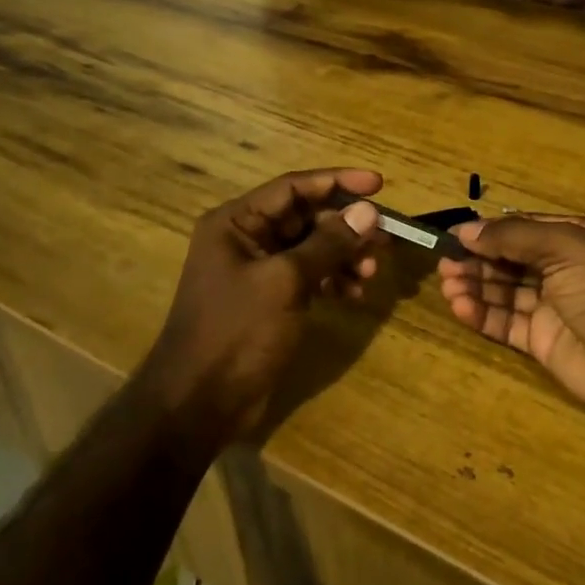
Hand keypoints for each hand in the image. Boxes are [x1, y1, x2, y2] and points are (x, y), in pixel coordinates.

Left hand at [148, 168, 385, 441]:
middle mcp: (246, 239)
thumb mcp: (286, 282)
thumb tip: (368, 211)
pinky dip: (332, 279)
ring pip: (312, 247)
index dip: (337, 182)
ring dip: (344, 255)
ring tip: (371, 272)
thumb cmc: (237, 331)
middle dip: (346, 226)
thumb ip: (328, 243)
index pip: (294, 187)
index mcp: (237, 222)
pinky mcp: (270, 298)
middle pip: (306, 216)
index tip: (379, 185)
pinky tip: (354, 294)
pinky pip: (308, 275)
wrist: (200, 403)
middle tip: (384, 238)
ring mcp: (258, 270)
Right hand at [437, 215, 584, 430]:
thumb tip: (466, 230)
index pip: (525, 229)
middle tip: (444, 264)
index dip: (490, 232)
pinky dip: (483, 315)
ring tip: (447, 284)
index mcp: (579, 239)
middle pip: (512, 260)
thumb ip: (514, 237)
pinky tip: (461, 307)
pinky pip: (508, 325)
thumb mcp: (568, 248)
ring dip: (476, 286)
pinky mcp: (546, 345)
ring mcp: (556, 309)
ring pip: (506, 292)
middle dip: (479, 260)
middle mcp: (566, 270)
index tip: (454, 236)